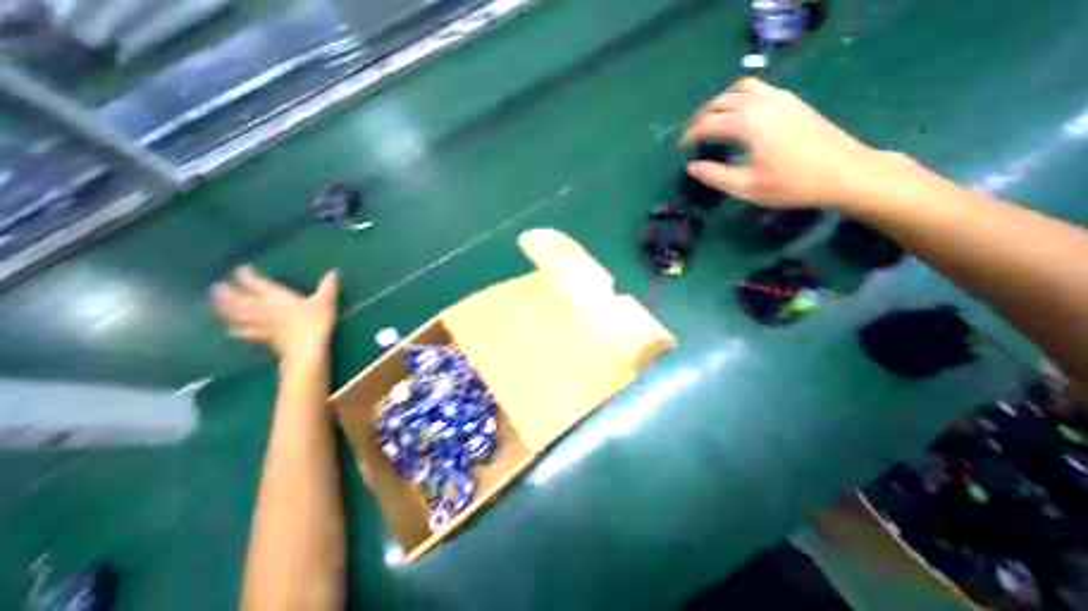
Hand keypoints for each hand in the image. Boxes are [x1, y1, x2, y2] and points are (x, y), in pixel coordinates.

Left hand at [207, 264, 335, 360]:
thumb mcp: (326, 301)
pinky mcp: (265, 338)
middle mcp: (264, 308)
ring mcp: (262, 324)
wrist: (306, 349)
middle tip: (216, 286)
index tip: (241, 268)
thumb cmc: (315, 321)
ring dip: (225, 309)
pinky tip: (231, 330)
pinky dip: (237, 330)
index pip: (256, 283)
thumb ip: (328, 286)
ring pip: (238, 315)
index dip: (246, 275)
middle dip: (226, 292)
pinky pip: (247, 332)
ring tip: (215, 304)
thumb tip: (334, 271)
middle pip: (238, 299)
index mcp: (277, 297)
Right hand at [683, 77, 887, 209]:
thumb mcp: (746, 187)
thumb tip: (691, 166)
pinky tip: (737, 116)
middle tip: (691, 136)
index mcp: (749, 124)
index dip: (690, 135)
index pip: (709, 122)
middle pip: (721, 101)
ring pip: (740, 88)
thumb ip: (714, 176)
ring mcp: (780, 98)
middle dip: (700, 117)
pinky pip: (758, 88)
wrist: (845, 173)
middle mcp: (763, 103)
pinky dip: (738, 98)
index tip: (680, 149)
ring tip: (711, 122)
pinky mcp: (792, 100)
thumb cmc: (791, 185)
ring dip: (720, 103)